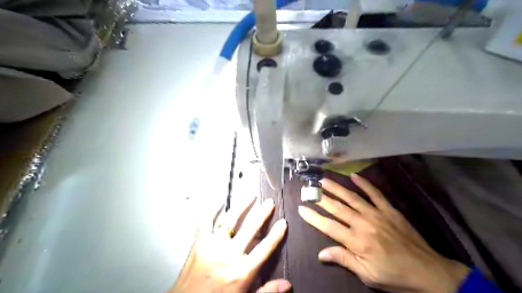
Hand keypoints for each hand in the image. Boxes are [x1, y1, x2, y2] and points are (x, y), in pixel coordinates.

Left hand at [168, 196, 289, 292]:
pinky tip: (220, 201)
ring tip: (251, 195)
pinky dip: (213, 210)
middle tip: (270, 202)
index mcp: (243, 271)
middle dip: (262, 213)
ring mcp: (213, 246)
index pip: (265, 248)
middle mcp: (230, 255)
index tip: (283, 222)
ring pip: (231, 220)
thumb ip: (267, 291)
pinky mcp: (199, 243)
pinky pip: (206, 221)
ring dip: (242, 206)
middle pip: (250, 228)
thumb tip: (288, 284)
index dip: (276, 234)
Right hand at [295, 174, 471, 292]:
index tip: (301, 208)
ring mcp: (377, 214)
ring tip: (323, 180)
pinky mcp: (389, 210)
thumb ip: (344, 260)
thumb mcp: (367, 275)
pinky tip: (354, 176)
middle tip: (308, 188)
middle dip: (320, 197)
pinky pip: (375, 193)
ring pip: (352, 197)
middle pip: (337, 208)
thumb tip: (321, 254)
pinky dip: (365, 184)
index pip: (328, 226)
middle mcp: (363, 224)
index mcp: (357, 242)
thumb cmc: (394, 276)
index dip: (313, 217)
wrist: (429, 272)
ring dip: (336, 188)